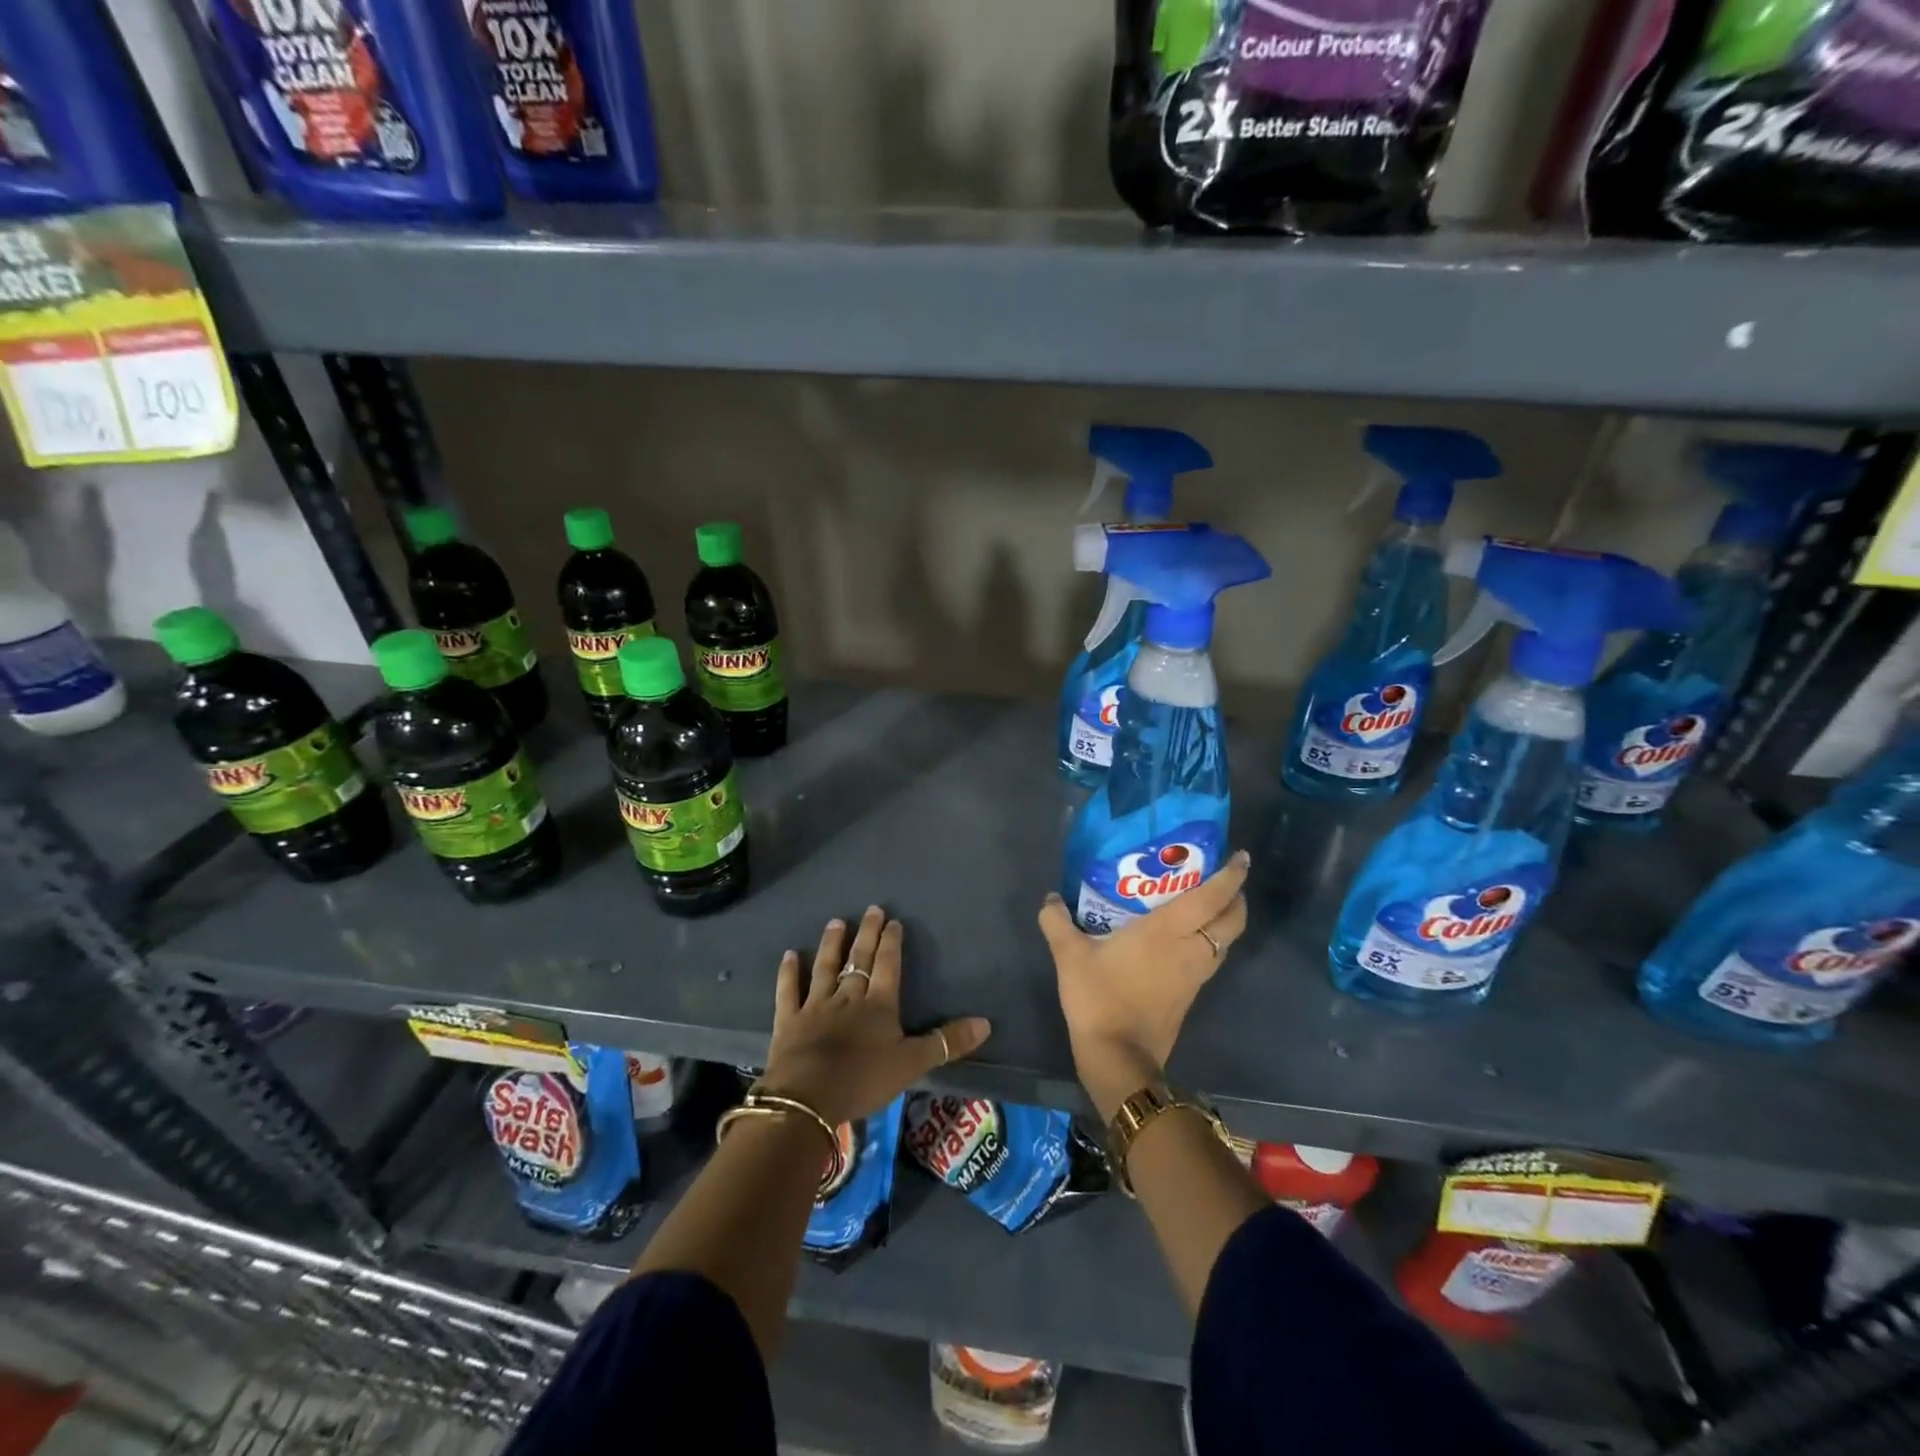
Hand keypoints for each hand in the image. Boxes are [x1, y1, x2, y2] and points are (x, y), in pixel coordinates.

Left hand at [759, 905, 991, 1126]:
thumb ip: (947, 1042)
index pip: (888, 966)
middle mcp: (848, 997)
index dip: (892, 943)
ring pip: (825, 968)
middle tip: (871, 909)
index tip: (893, 921)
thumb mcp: (912, 1064)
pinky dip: (789, 973)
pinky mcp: (790, 1021)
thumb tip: (986, 1023)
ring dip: (831, 945)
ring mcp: (816, 1006)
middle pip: (859, 960)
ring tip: (836, 922)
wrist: (808, 1099)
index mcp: (879, 1005)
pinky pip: (789, 992)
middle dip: (867, 934)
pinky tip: (789, 955)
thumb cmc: (863, 1079)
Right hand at [1038, 852, 1249, 1120]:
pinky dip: (1211, 942)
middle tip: (1223, 879)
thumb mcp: (1069, 955)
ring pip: (1226, 942)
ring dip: (1226, 921)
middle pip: (1232, 920)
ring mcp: (1194, 975)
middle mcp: (1190, 949)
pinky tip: (1187, 939)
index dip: (1231, 876)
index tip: (1240, 857)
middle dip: (1236, 897)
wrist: (1117, 1055)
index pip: (1212, 897)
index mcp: (1167, 931)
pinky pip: (1212, 959)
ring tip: (1207, 905)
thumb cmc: (1098, 996)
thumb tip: (1050, 898)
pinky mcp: (1190, 995)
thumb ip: (1057, 921)